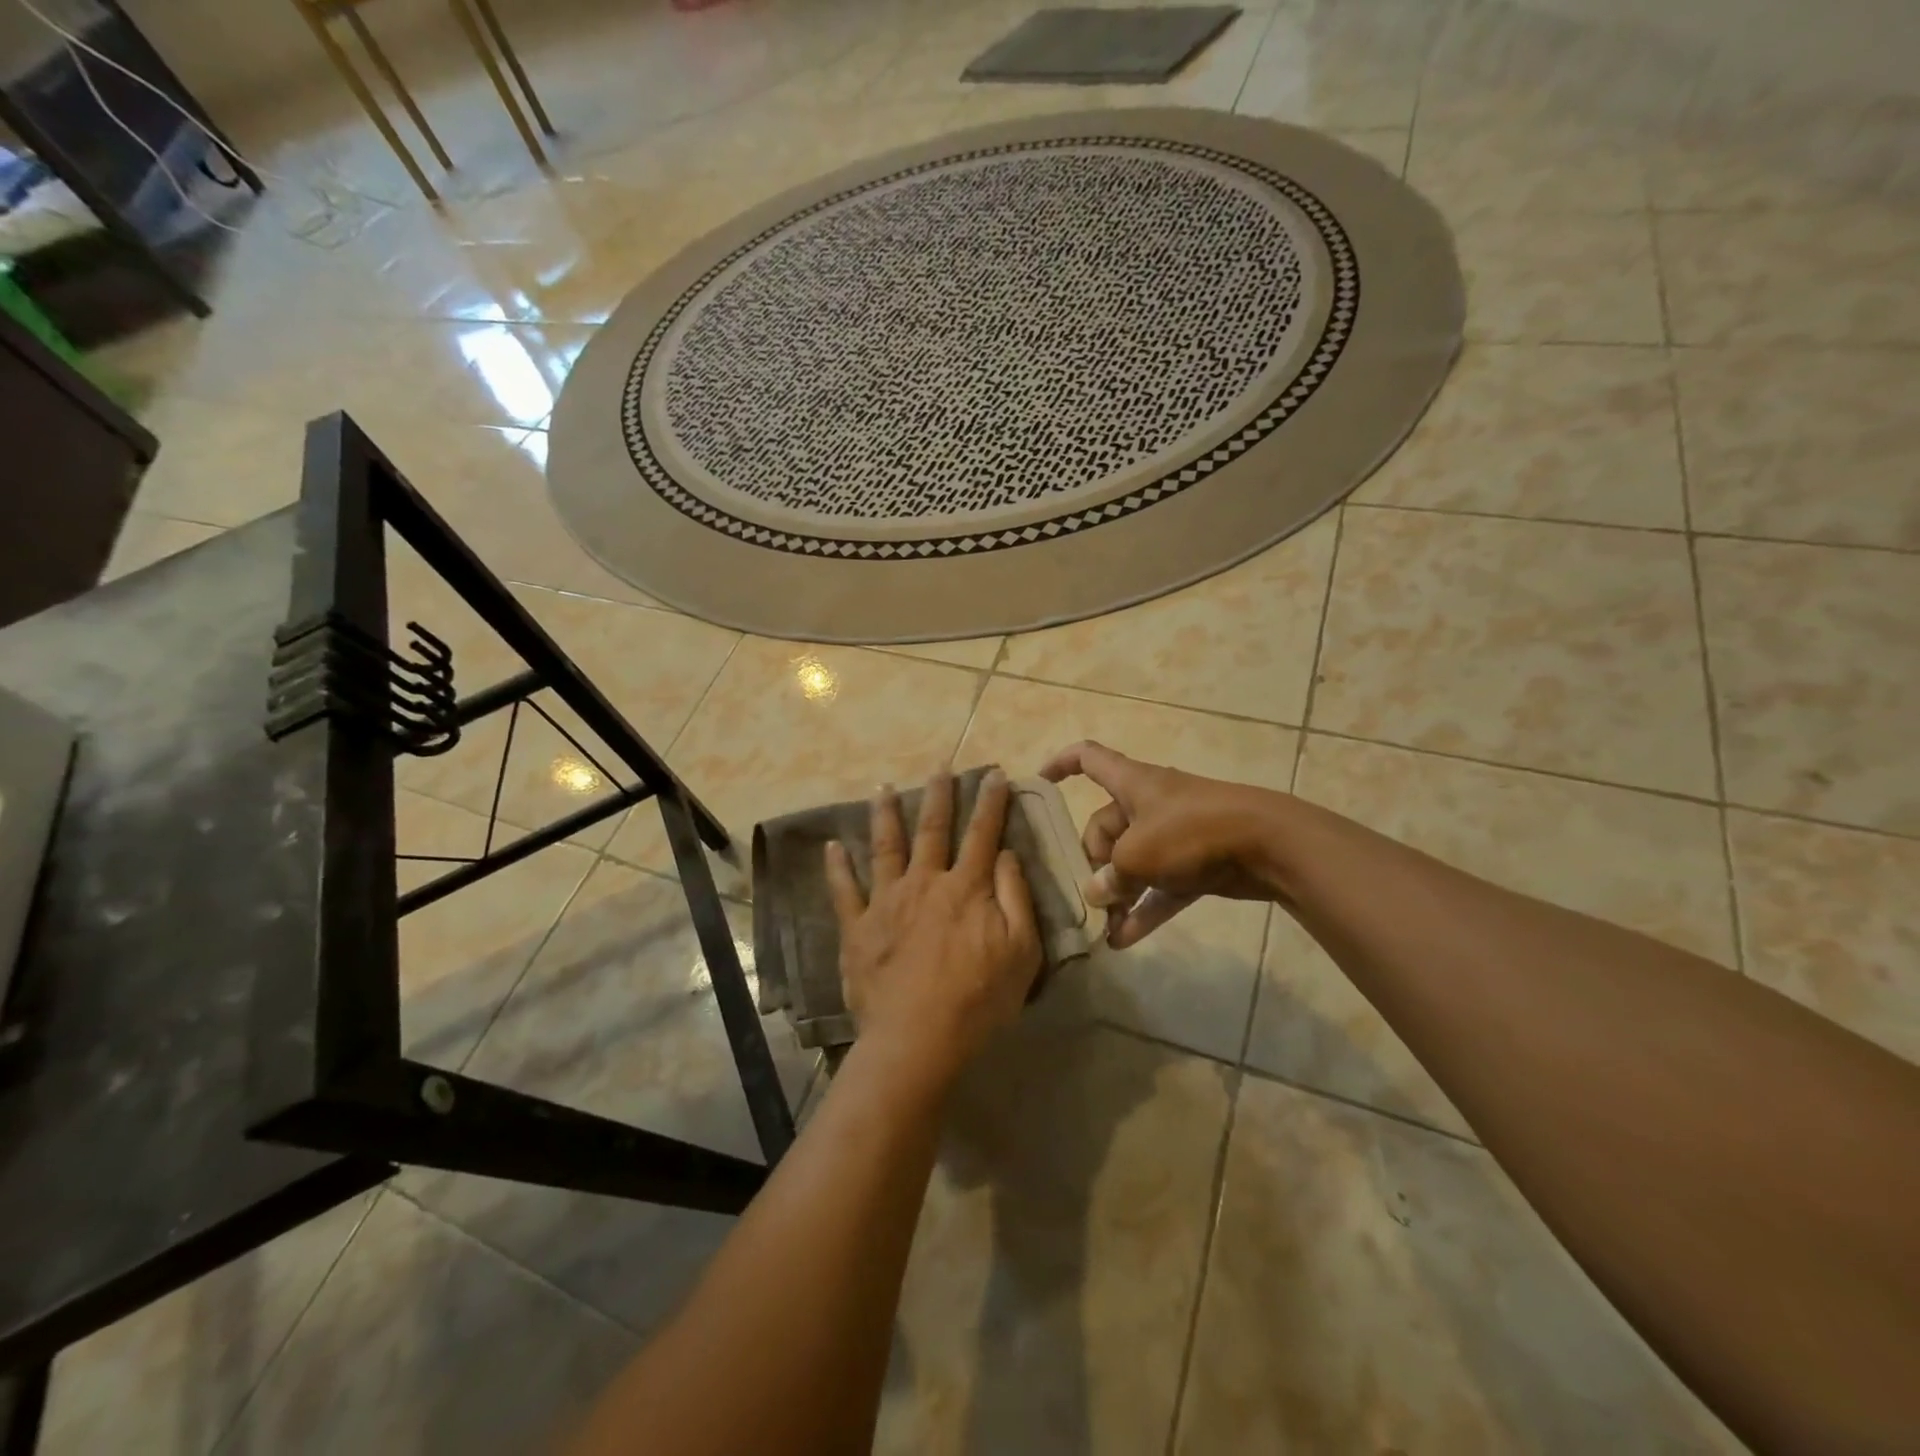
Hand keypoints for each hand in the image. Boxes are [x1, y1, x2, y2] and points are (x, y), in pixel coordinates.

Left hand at [824, 770, 1043, 1083]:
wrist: (917, 1038)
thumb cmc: (978, 999)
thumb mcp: (1021, 951)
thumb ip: (1016, 897)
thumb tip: (1007, 854)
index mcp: (967, 888)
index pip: (983, 834)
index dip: (991, 802)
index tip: (995, 774)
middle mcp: (925, 882)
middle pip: (933, 829)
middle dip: (939, 795)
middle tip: (940, 767)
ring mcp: (886, 901)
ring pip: (886, 846)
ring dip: (885, 814)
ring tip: (882, 787)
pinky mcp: (858, 927)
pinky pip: (844, 890)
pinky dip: (837, 866)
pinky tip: (831, 845)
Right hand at [1039, 741, 1285, 948]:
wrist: (1269, 845)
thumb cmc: (1192, 833)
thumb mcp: (1138, 855)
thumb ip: (1110, 876)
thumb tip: (1097, 893)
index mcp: (1132, 783)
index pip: (1088, 758)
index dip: (1061, 764)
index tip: (1040, 783)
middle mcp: (1149, 804)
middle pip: (1106, 825)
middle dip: (1095, 861)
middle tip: (1094, 894)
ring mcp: (1174, 834)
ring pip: (1133, 861)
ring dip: (1118, 893)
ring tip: (1102, 927)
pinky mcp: (1195, 863)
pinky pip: (1159, 886)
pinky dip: (1144, 908)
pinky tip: (1125, 940)